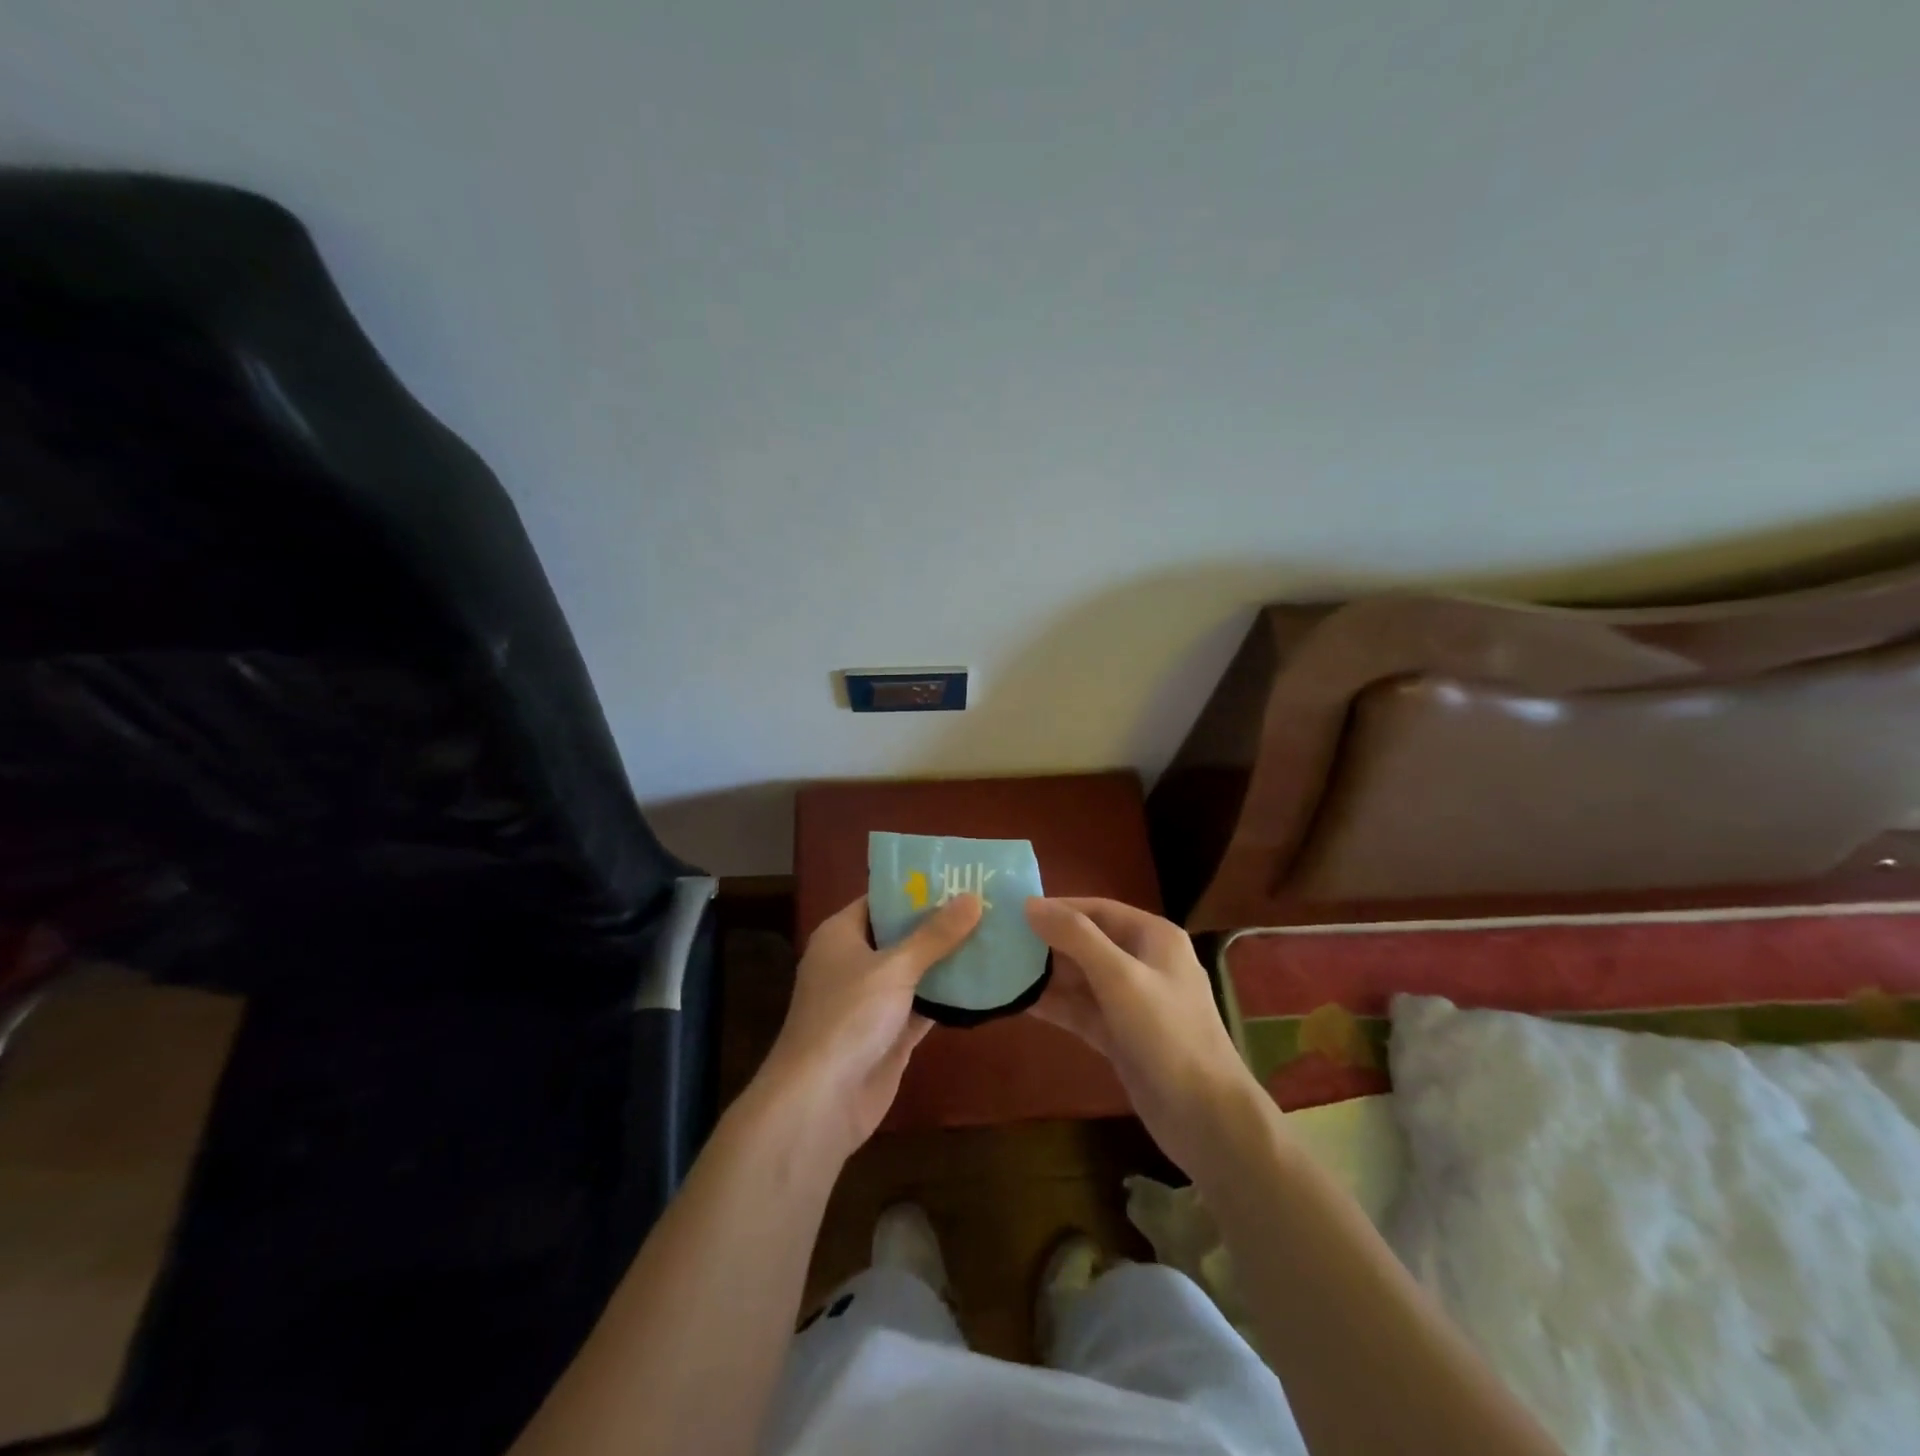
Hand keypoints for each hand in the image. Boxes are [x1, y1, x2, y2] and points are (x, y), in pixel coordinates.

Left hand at [757, 893, 982, 1158]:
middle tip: (988, 903)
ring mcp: (873, 1000)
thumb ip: (935, 935)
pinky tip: (985, 982)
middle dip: (940, 923)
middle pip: (902, 934)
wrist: (820, 1101)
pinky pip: (924, 1005)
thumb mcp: (894, 968)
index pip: (881, 900)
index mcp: (841, 934)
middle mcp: (855, 962)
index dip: (916, 888)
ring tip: (995, 935)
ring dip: (949, 959)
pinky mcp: (890, 1033)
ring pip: (916, 971)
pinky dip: (949, 996)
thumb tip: (973, 897)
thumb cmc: (848, 1017)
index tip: (958, 876)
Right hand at [1025, 896, 1260, 1175]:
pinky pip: (1082, 1009)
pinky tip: (1019, 1002)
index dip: (1057, 907)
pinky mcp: (1121, 1034)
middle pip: (1087, 941)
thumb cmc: (1167, 1034)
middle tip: (999, 941)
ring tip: (999, 969)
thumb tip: (1030, 905)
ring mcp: (1132, 1001)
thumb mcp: (1120, 977)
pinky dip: (1055, 1005)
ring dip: (1046, 974)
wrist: (1206, 1118)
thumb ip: (1075, 937)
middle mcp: (1144, 962)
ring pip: (1082, 978)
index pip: (1098, 909)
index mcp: (1154, 937)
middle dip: (1047, 941)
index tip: (1013, 911)